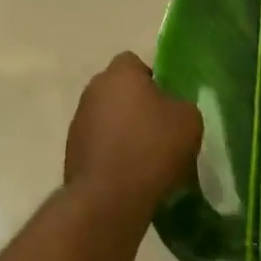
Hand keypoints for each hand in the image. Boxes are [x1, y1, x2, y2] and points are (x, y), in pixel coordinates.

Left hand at [65, 53, 202, 220]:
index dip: (154, 81)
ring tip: (145, 158)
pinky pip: (98, 143)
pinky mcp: (72, 148)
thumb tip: (172, 109)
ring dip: (123, 131)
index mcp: (120, 73)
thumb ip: (181, 105)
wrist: (108, 197)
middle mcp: (94, 88)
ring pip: (108, 117)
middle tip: (160, 132)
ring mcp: (79, 118)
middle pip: (120, 90)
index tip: (168, 105)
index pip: (135, 63)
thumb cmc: (152, 149)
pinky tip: (128, 175)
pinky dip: (111, 153)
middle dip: (137, 106)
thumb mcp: (188, 121)